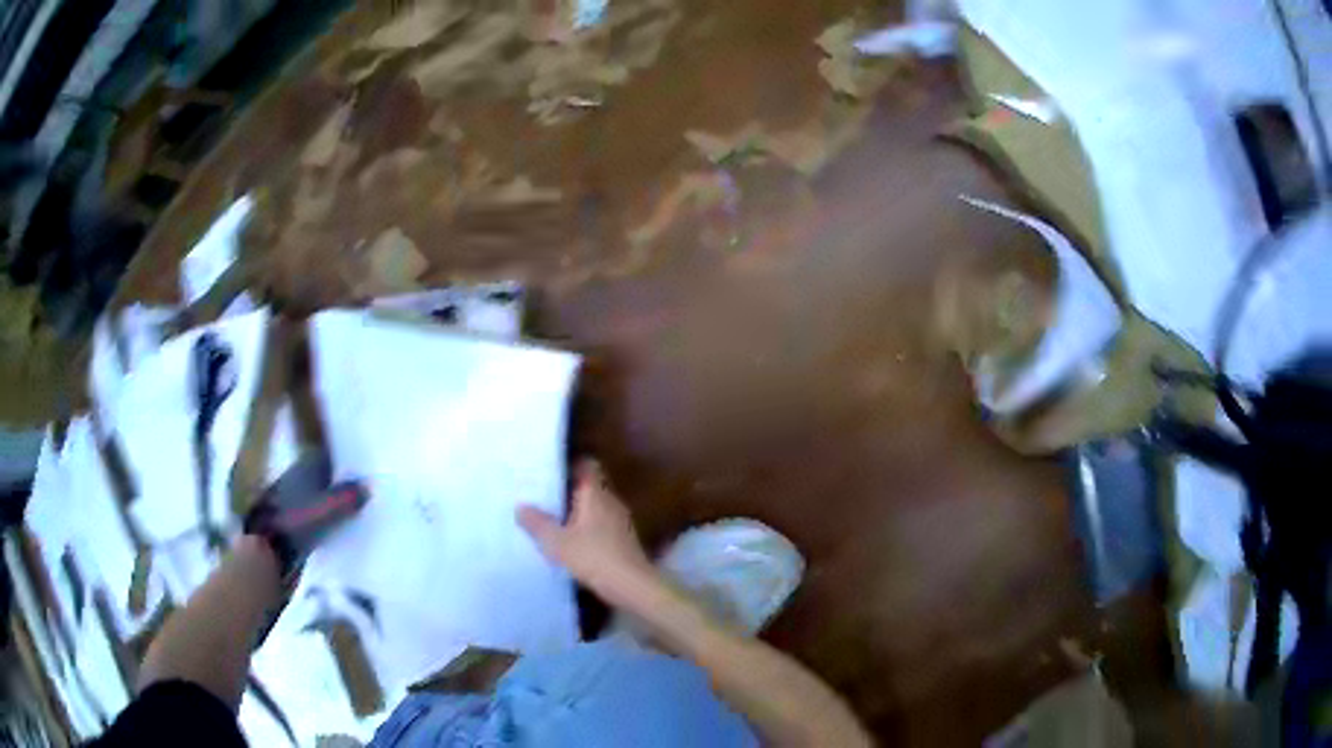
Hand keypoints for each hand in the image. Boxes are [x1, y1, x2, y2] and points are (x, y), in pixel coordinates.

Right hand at [518, 460, 654, 594]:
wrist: (632, 586)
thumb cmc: (594, 557)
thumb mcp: (557, 542)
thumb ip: (538, 523)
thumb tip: (521, 506)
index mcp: (596, 494)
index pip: (586, 465)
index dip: (568, 465)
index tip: (547, 470)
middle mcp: (610, 501)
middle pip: (588, 487)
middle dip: (566, 491)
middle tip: (540, 495)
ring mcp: (619, 522)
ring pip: (593, 508)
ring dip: (575, 513)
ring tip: (549, 519)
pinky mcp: (622, 541)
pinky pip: (599, 526)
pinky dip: (584, 530)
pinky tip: (568, 543)